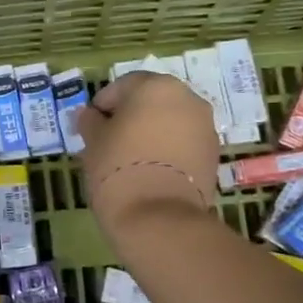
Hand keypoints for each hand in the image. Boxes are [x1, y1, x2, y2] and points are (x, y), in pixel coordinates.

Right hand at [74, 72, 218, 236]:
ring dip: (153, 132)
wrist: (158, 217)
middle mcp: (187, 98)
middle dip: (132, 115)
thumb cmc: (118, 167)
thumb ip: (91, 121)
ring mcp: (205, 127)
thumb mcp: (93, 141)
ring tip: (132, 157)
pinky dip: (170, 149)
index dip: (104, 104)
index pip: (123, 86)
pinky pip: (185, 143)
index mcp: (155, 86)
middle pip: (152, 100)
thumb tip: (89, 115)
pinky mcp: (214, 155)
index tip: (91, 125)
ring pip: (172, 121)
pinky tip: (152, 170)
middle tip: (111, 138)